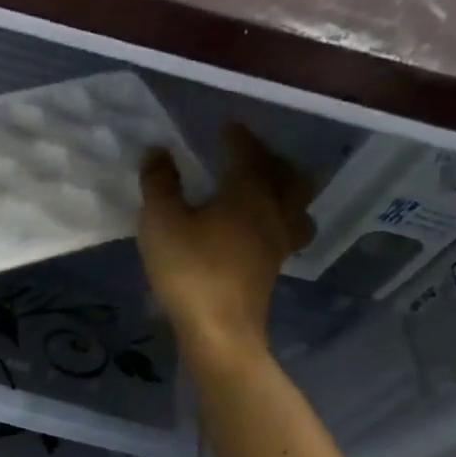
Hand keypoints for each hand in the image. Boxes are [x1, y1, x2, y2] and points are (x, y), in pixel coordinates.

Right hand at [139, 125, 314, 369]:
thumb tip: (158, 153)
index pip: (250, 154)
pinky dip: (278, 219)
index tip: (228, 127)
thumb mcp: (161, 221)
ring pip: (297, 206)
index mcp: (249, 193)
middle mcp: (274, 211)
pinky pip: (287, 231)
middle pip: (290, 177)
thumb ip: (159, 184)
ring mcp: (279, 243)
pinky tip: (257, 228)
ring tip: (265, 190)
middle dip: (273, 160)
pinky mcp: (273, 268)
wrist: (218, 329)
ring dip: (286, 190)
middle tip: (251, 156)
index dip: (239, 138)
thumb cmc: (189, 269)